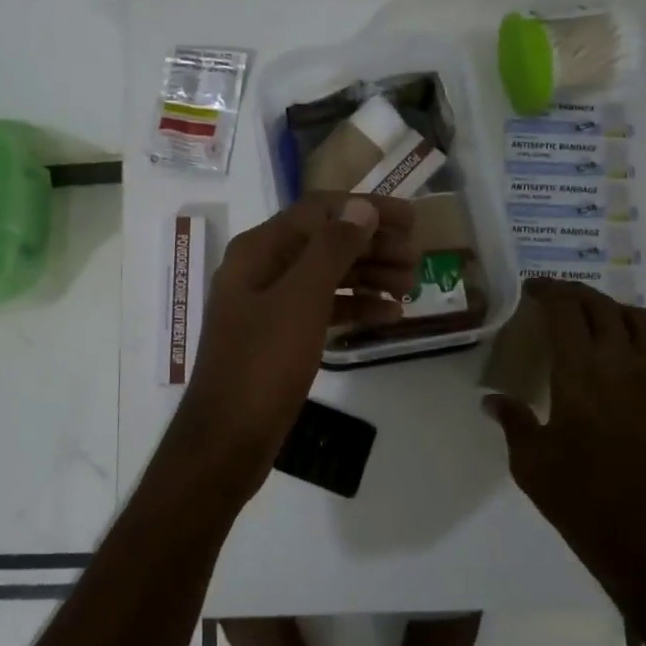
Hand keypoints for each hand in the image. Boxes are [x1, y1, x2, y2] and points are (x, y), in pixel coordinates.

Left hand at [168, 193, 418, 498]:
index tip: (412, 220)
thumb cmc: (263, 363)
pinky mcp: (281, 336)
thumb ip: (332, 248)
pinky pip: (323, 308)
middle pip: (325, 241)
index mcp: (259, 249)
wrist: (227, 439)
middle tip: (417, 259)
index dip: (366, 208)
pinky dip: (356, 307)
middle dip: (373, 245)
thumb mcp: (301, 300)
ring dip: (370, 275)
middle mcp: (262, 268)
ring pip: (327, 275)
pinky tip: (390, 315)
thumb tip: (361, 206)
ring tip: (411, 286)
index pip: (319, 210)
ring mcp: (270, 304)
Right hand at [483, 280, 645, 606]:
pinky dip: (638, 331)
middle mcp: (621, 364)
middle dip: (574, 293)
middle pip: (601, 306)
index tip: (531, 289)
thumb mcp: (529, 460)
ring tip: (590, 317)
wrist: (645, 537)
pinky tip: (620, 349)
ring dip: (612, 307)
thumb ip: (512, 420)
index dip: (548, 291)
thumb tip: (491, 399)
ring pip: (640, 318)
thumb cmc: (578, 497)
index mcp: (580, 373)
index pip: (567, 311)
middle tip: (552, 297)